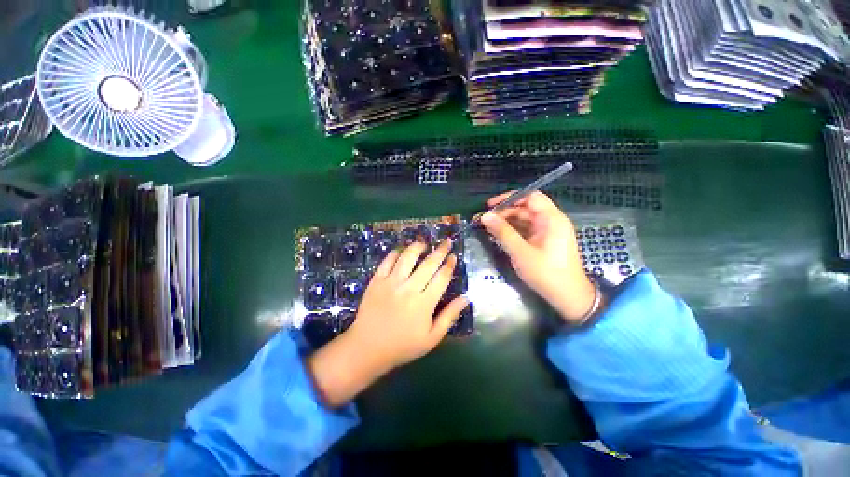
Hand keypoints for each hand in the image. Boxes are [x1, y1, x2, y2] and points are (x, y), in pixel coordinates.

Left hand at [308, 240, 468, 406]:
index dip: (449, 265)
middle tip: (446, 242)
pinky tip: (401, 251)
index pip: (442, 277)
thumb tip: (466, 298)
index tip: (453, 256)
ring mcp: (391, 282)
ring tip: (424, 244)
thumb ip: (449, 316)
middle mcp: (409, 288)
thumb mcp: (431, 338)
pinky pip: (387, 261)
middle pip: (428, 263)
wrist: (367, 348)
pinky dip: (396, 253)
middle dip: (440, 250)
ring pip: (407, 257)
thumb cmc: (403, 345)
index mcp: (425, 303)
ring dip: (417, 247)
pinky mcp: (376, 281)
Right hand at [480, 191, 597, 323]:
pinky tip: (500, 235)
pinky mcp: (545, 241)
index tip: (490, 206)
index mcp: (551, 219)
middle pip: (526, 207)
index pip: (530, 196)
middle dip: (505, 211)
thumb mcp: (521, 252)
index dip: (509, 198)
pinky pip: (527, 229)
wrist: (568, 297)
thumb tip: (485, 216)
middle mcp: (552, 221)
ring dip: (507, 221)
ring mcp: (549, 231)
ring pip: (525, 219)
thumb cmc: (546, 273)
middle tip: (486, 219)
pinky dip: (513, 230)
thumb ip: (503, 232)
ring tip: (489, 227)